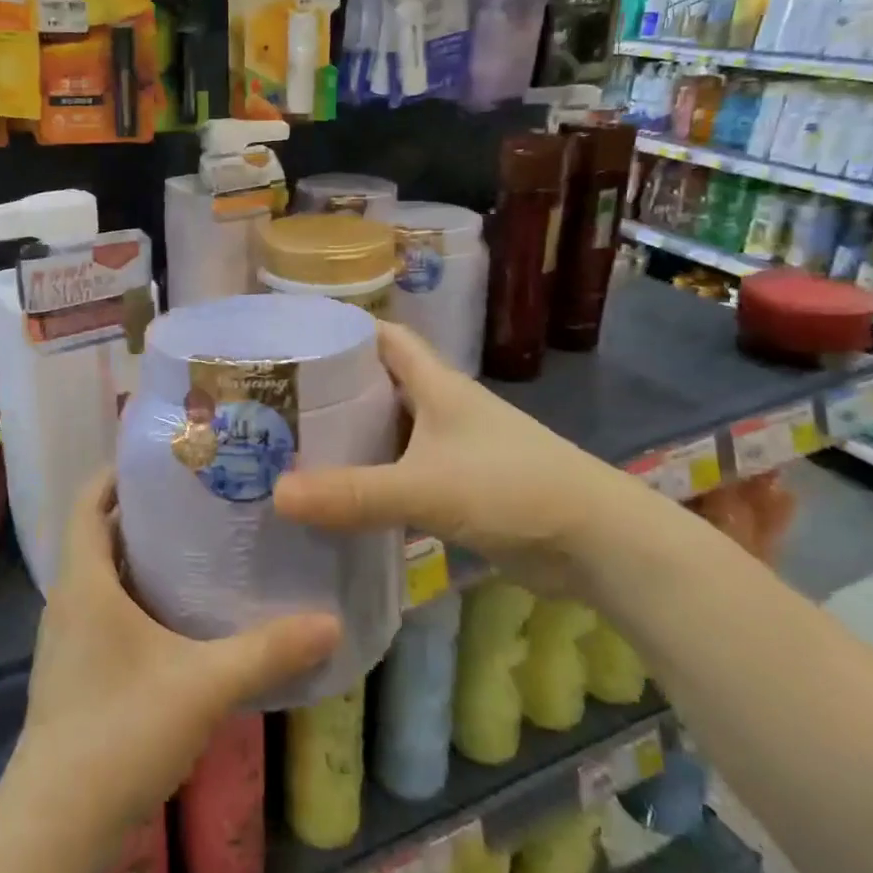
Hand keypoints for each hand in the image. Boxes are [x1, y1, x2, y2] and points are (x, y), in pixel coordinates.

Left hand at [6, 469, 340, 864]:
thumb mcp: (202, 685)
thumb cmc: (119, 731)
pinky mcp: (76, 672)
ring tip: (202, 546)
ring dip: (143, 557)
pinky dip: (139, 597)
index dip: (117, 473)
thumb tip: (330, 621)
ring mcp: (68, 639)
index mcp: (84, 582)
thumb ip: (267, 652)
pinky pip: (107, 612)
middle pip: (101, 534)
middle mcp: (69, 600)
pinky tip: (183, 614)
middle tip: (202, 497)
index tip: (164, 458)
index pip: (89, 501)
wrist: (55, 827)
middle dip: (145, 512)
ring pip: (105, 576)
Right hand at [273, 322, 634, 586]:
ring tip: (296, 445)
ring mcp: (455, 449)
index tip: (296, 334)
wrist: (597, 543)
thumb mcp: (424, 487)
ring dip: (354, 436)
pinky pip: (405, 473)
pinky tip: (341, 495)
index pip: (385, 338)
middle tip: (279, 398)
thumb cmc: (512, 488)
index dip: (345, 328)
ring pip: (392, 431)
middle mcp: (443, 408)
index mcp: (437, 385)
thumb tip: (276, 494)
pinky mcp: (462, 488)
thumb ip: (352, 493)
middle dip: (336, 387)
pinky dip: (375, 478)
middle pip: (381, 384)